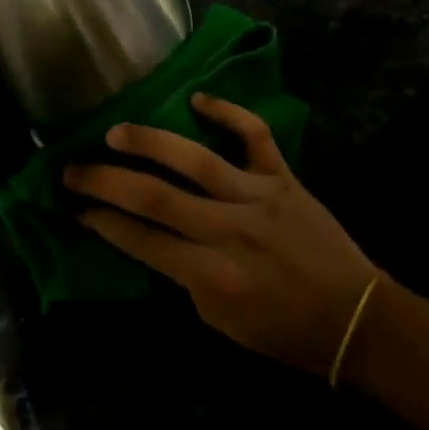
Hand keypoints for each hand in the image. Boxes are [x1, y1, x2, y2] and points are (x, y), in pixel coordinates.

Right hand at [65, 95, 379, 376]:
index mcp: (212, 276)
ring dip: (149, 142)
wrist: (357, 319)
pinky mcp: (282, 176)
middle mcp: (229, 231)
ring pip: (195, 160)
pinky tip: (197, 98)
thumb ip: (184, 277)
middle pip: (156, 198)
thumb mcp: (223, 323)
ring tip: (114, 132)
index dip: (104, 222)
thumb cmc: (285, 331)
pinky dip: (227, 111)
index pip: (143, 242)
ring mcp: (257, 196)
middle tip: (72, 167)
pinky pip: (253, 135)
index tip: (74, 207)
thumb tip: (150, 236)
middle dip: (106, 181)